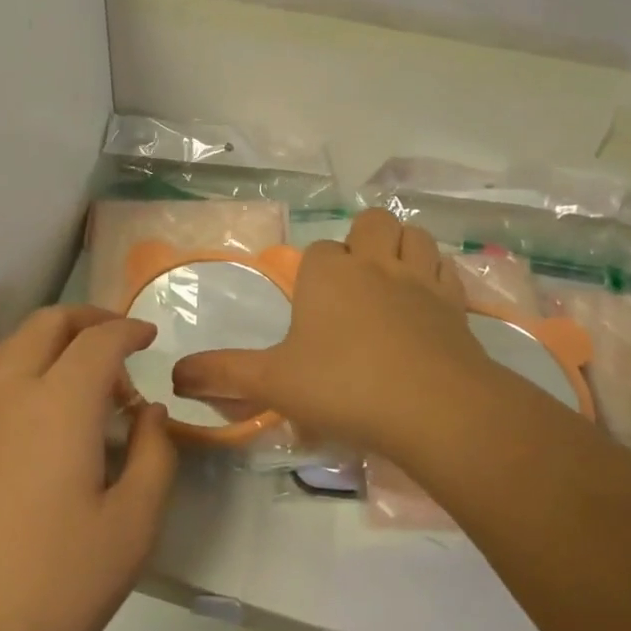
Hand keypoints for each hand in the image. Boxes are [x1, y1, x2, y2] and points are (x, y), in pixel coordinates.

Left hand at [0, 307, 176, 630]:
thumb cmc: (50, 591)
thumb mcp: (131, 531)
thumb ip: (154, 457)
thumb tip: (149, 413)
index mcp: (59, 402)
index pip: (99, 340)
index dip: (128, 330)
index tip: (149, 337)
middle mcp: (7, 390)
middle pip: (48, 323)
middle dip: (89, 320)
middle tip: (117, 343)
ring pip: (11, 345)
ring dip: (50, 341)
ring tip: (78, 377)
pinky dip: (19, 368)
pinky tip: (31, 414)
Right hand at [173, 209, 492, 456]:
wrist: (435, 408)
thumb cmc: (344, 386)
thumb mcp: (274, 383)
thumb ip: (224, 375)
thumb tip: (175, 376)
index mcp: (329, 273)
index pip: (319, 251)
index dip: (315, 273)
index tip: (313, 308)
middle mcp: (374, 263)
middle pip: (371, 223)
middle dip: (363, 240)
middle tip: (356, 283)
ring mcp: (420, 279)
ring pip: (413, 235)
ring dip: (403, 248)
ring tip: (393, 281)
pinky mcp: (456, 303)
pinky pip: (447, 269)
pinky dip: (436, 275)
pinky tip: (428, 302)